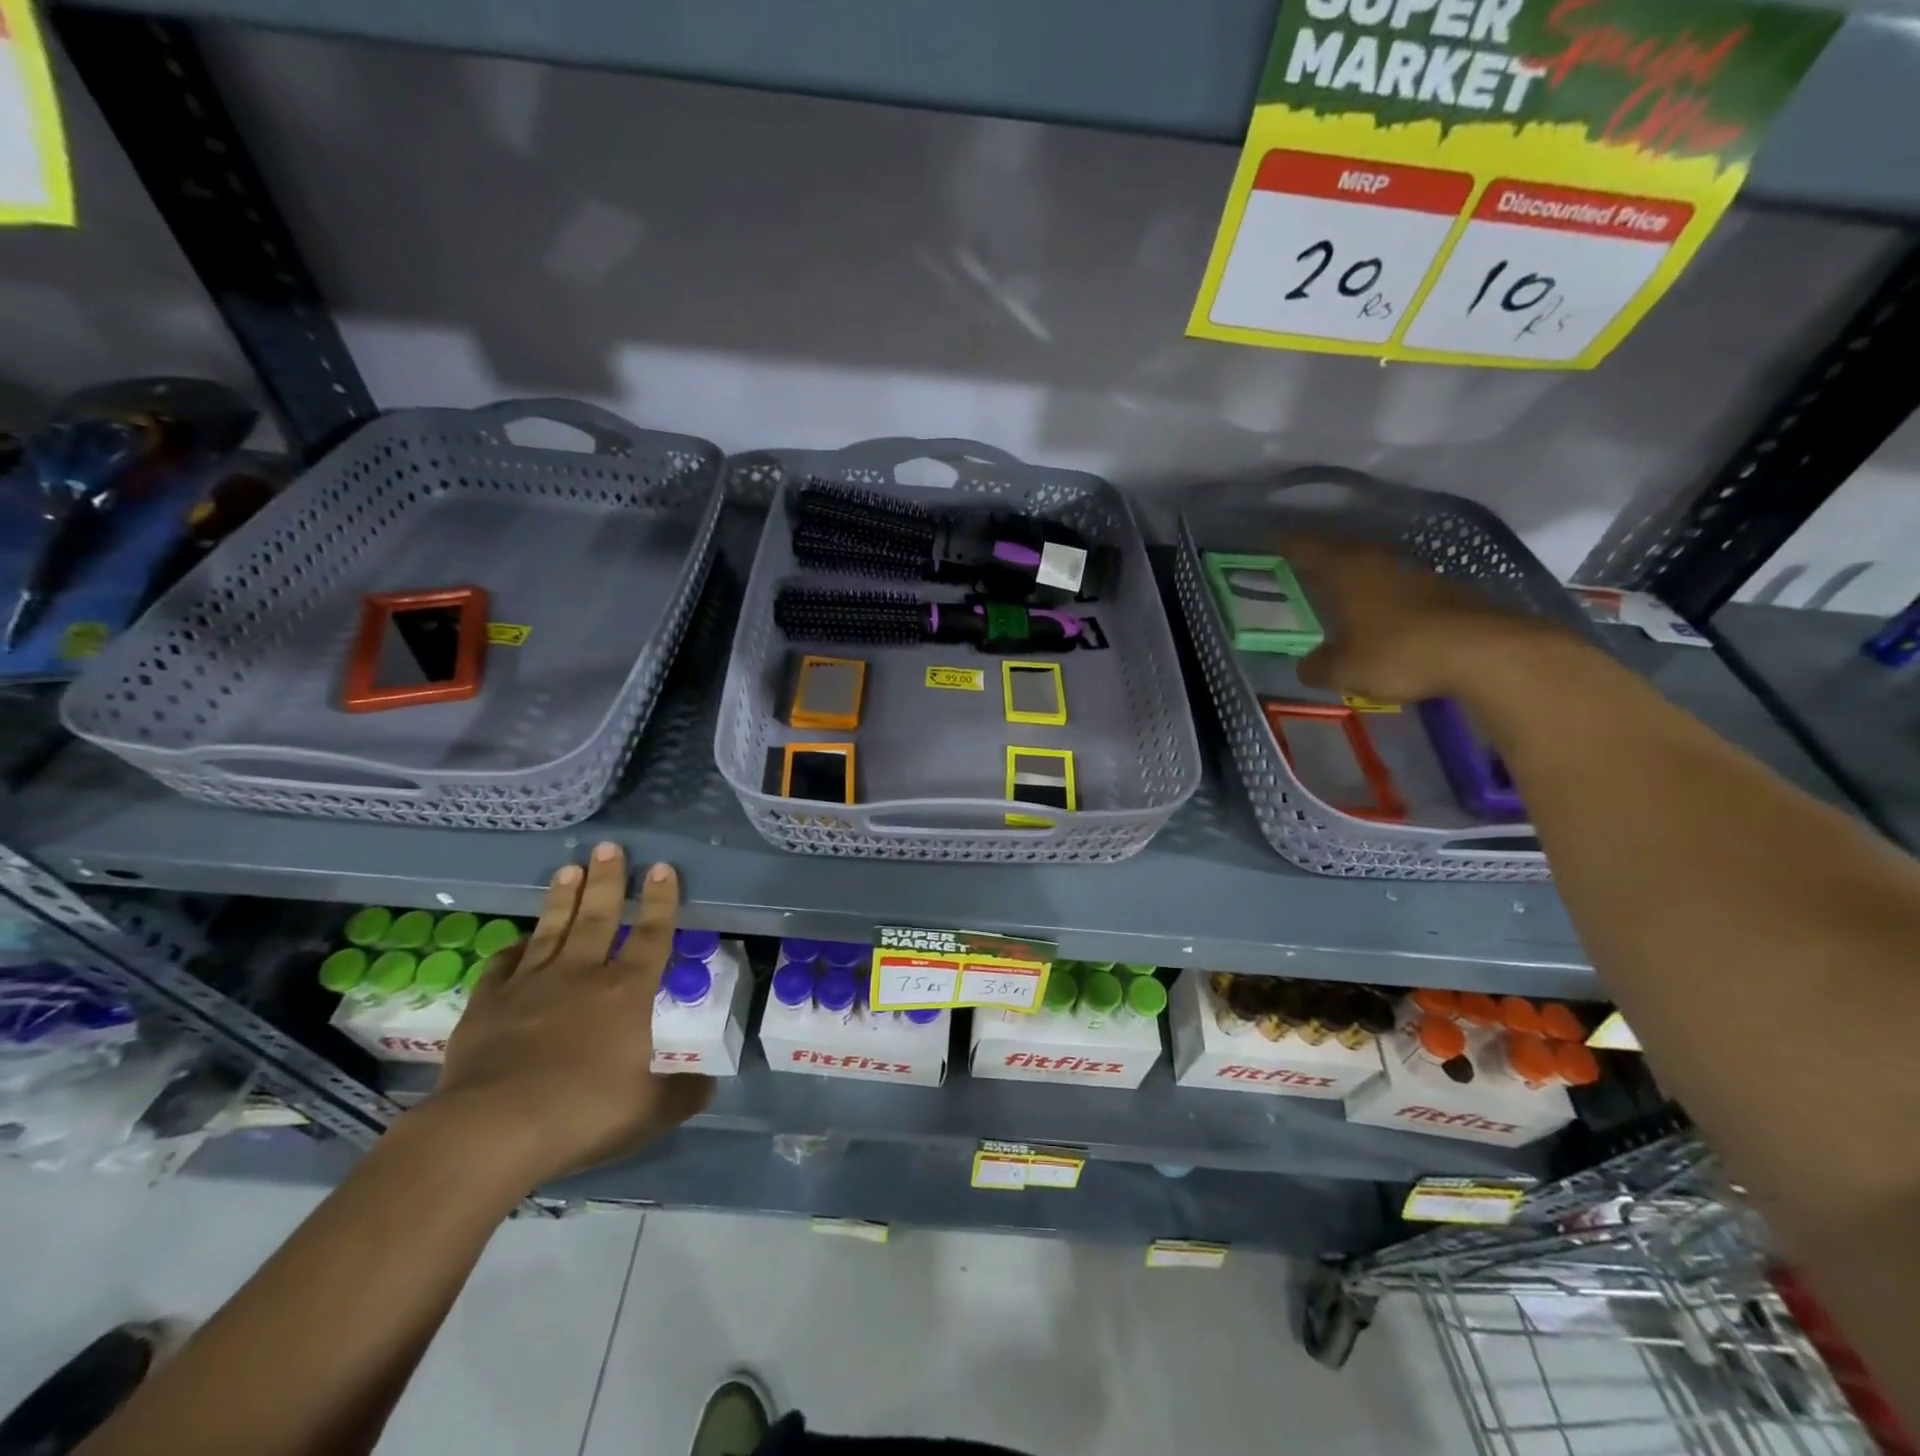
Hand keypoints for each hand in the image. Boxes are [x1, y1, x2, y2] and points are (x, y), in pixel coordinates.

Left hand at [430, 844, 711, 1185]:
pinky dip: (514, 948)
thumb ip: (683, 1093)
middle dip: (607, 879)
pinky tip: (519, 939)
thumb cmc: (583, 1113)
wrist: (491, 1130)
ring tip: (570, 867)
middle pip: (598, 916)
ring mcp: (531, 985)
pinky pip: (504, 965)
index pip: (651, 933)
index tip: (661, 867)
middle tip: (608, 847)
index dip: (660, 900)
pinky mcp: (489, 1004)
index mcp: (627, 991)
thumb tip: (710, 1084)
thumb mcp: (651, 1111)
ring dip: (563, 897)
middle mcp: (582, 975)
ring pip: (552, 929)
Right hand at [1283, 535, 1569, 704]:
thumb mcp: (1344, 670)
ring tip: (1331, 586)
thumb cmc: (1399, 653)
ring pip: (1370, 566)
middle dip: (1316, 555)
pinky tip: (1374, 610)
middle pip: (1340, 550)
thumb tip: (1307, 665)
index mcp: (1346, 571)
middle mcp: (1378, 562)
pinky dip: (1377, 593)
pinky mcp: (1443, 591)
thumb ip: (1318, 666)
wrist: (1487, 653)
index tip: (1264, 539)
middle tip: (1294, 562)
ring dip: (1350, 573)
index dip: (1283, 542)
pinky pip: (1395, 585)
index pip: (1306, 547)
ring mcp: (1415, 574)